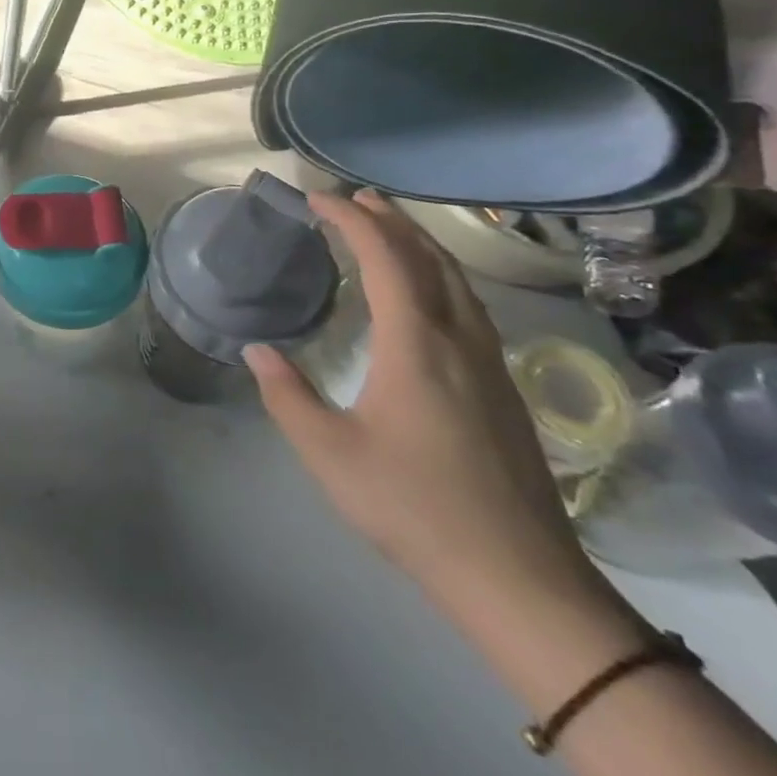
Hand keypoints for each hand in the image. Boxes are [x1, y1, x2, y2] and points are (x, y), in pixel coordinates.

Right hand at [245, 192, 599, 622]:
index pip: (385, 259)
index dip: (352, 220)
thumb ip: (287, 395)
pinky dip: (439, 274)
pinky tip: (427, 293)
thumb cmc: (414, 507)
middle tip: (353, 197)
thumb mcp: (330, 453)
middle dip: (390, 219)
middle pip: (429, 258)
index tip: (318, 199)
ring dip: (420, 244)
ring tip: (388, 228)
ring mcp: (489, 362)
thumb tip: (257, 350)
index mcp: (416, 344)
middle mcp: (459, 339)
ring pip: (457, 280)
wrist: (519, 578)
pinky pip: (469, 304)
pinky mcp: (503, 387)